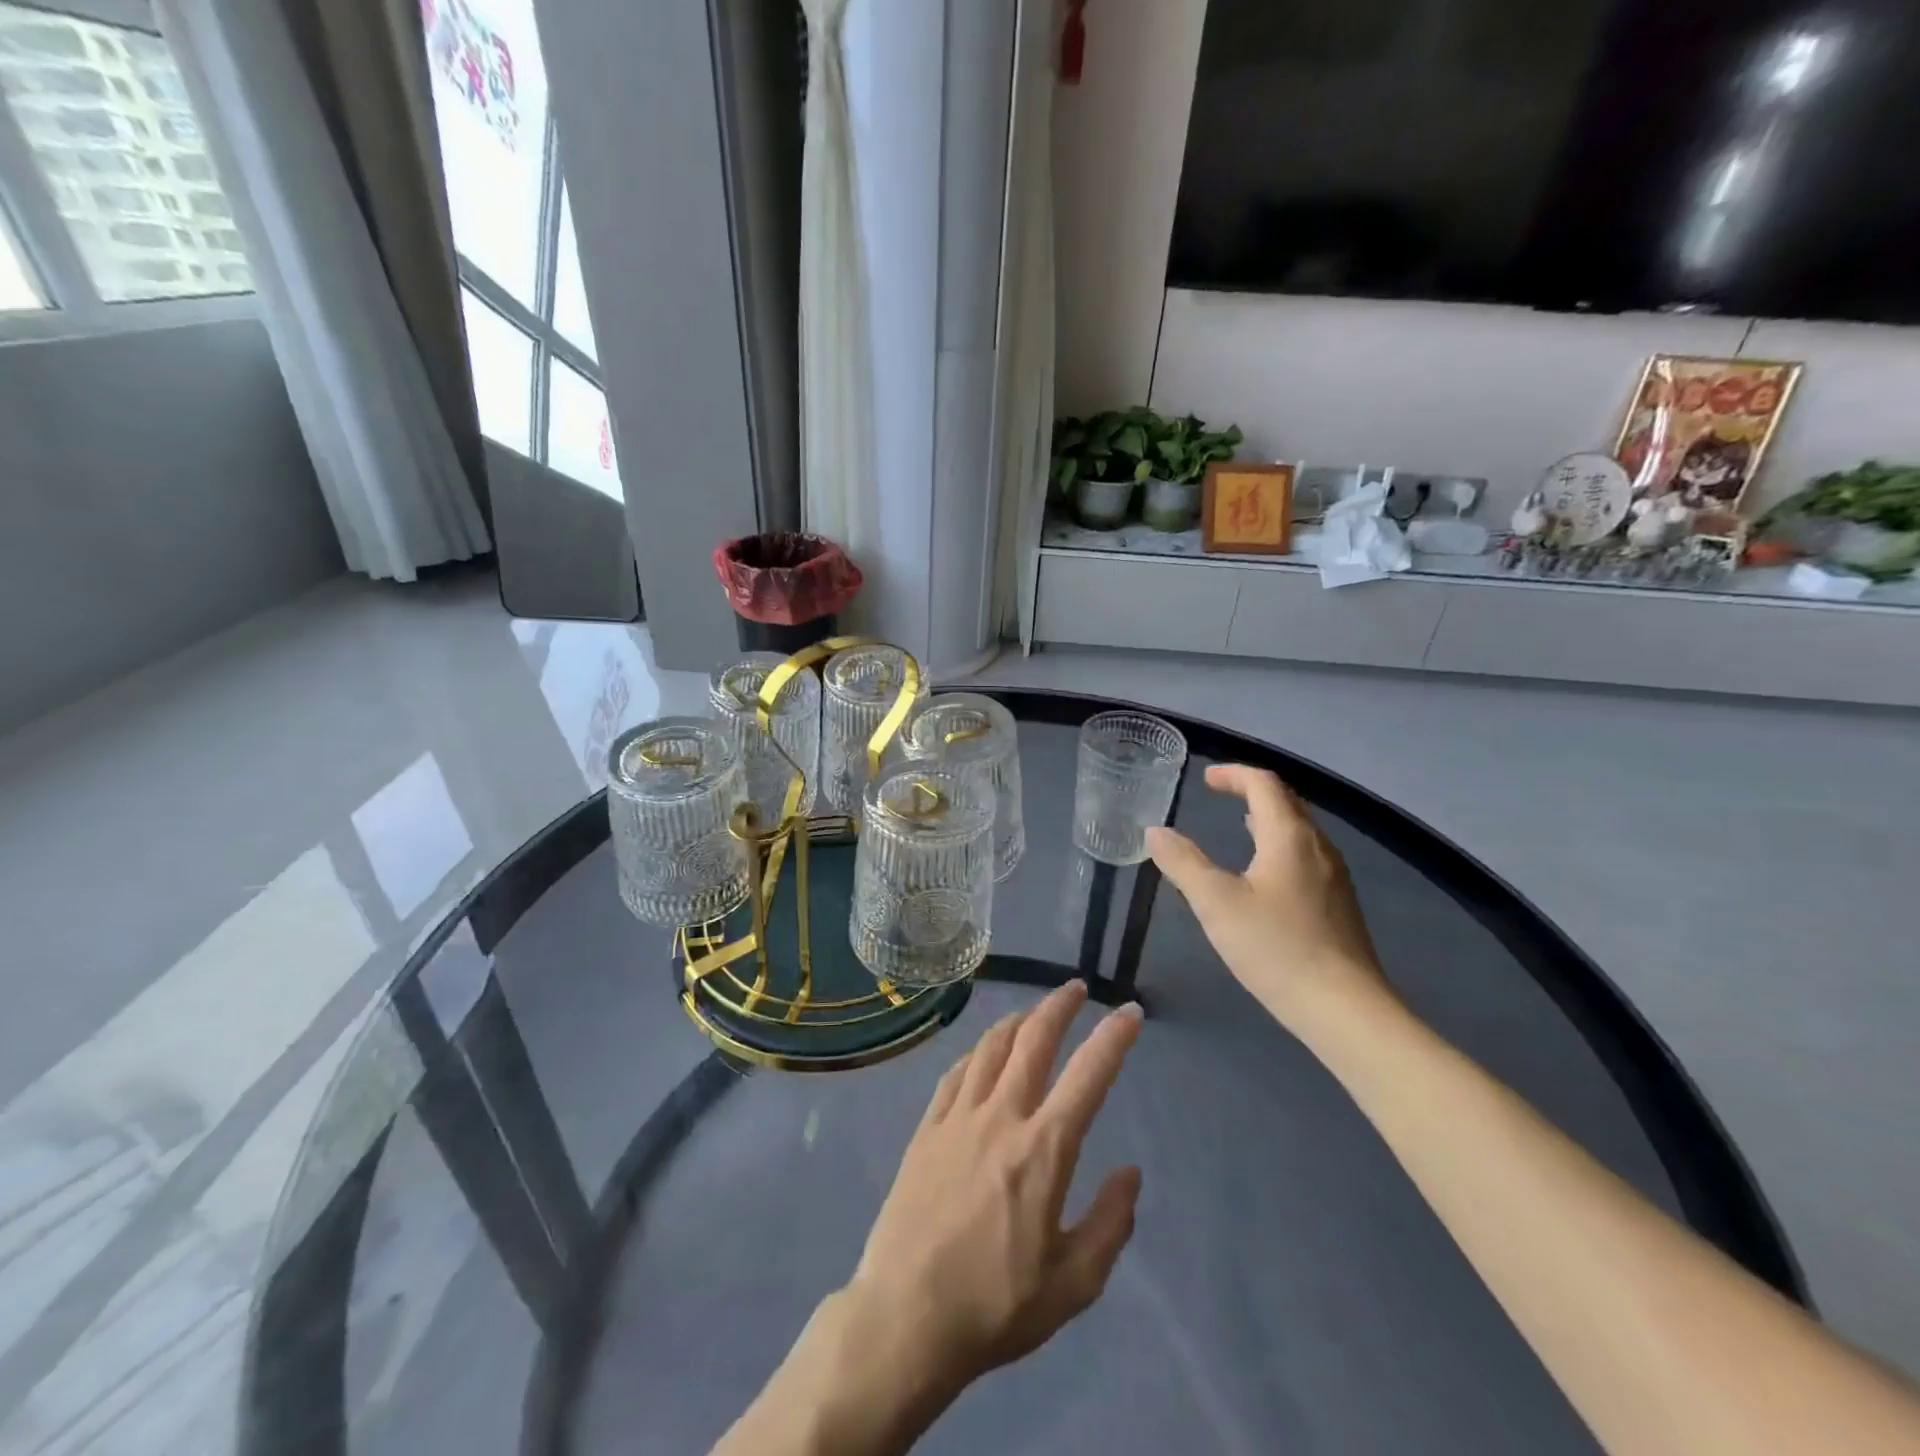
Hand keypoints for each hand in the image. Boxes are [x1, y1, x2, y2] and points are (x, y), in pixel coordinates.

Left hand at [844, 981, 1143, 1394]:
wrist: (906, 1317)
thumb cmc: (996, 1306)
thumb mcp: (1073, 1284)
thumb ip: (1110, 1224)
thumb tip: (1130, 1174)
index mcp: (1043, 1150)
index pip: (1088, 1076)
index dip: (1114, 1038)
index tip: (1131, 1012)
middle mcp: (1001, 1117)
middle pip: (1033, 1040)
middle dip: (1059, 1006)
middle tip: (1077, 988)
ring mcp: (958, 1117)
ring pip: (990, 1046)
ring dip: (1018, 1020)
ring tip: (1033, 1013)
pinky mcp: (926, 1128)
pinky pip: (955, 1073)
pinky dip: (976, 1053)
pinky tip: (982, 1054)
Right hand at [1146, 764, 1387, 1027]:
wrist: (1344, 1009)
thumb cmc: (1276, 948)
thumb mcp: (1216, 904)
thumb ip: (1183, 863)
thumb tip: (1156, 831)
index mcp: (1289, 837)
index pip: (1264, 784)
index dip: (1233, 774)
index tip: (1205, 778)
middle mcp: (1317, 847)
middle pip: (1286, 801)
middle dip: (1251, 790)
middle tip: (1219, 793)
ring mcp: (1334, 876)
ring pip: (1299, 829)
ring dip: (1267, 817)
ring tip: (1239, 823)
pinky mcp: (1338, 903)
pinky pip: (1305, 854)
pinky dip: (1279, 843)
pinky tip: (1265, 871)